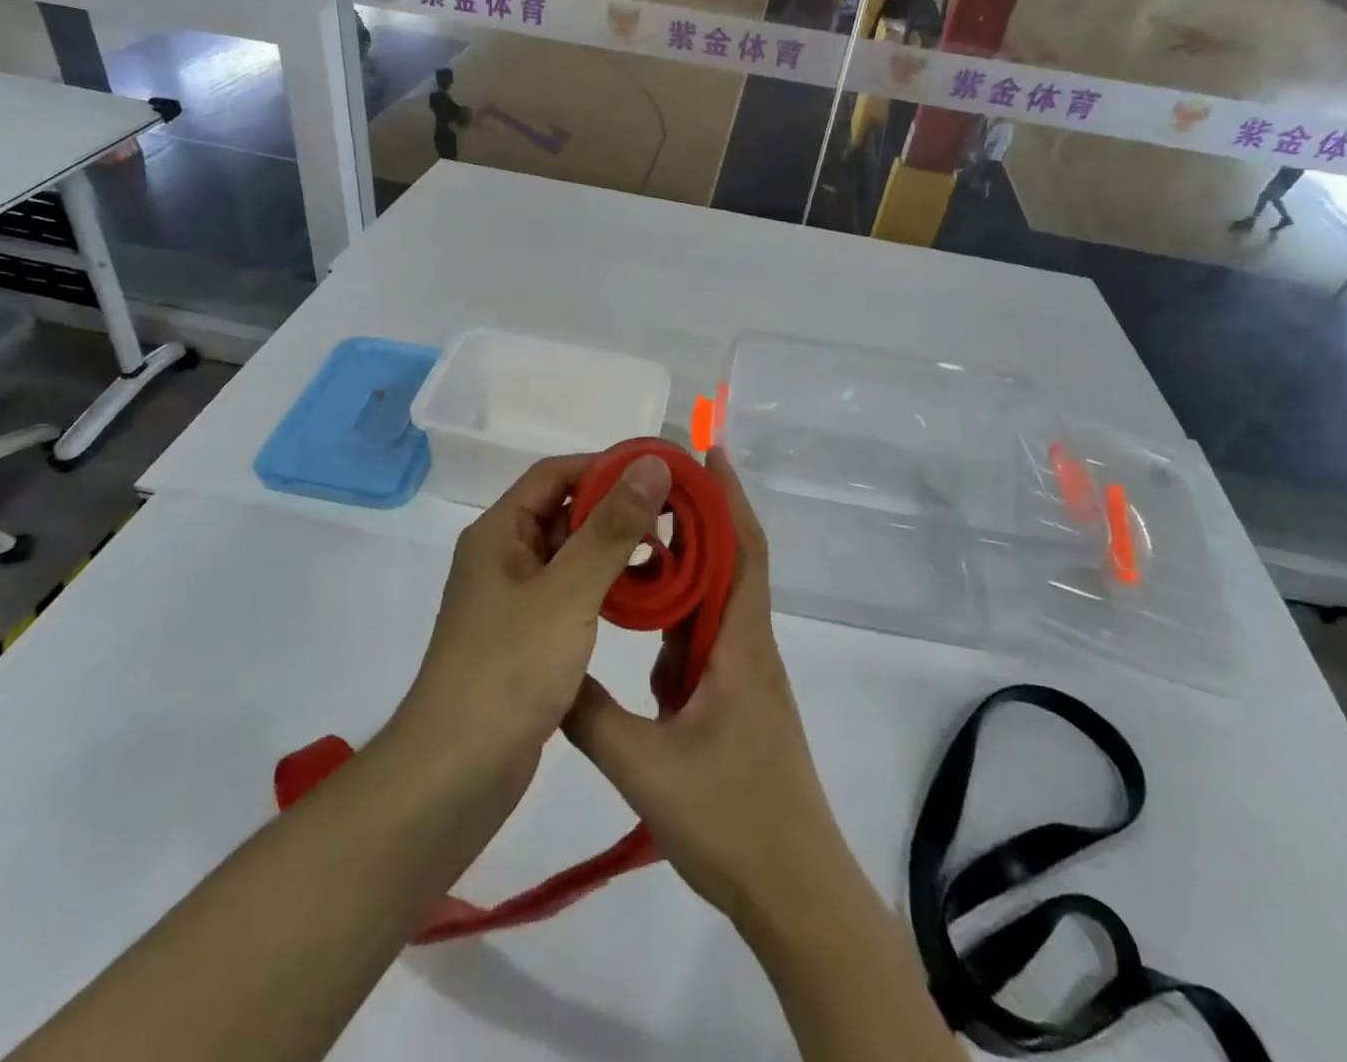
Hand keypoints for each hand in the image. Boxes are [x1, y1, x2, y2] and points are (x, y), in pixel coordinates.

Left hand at [401, 451, 672, 782]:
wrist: (456, 774)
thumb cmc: (510, 668)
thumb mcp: (568, 591)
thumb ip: (612, 527)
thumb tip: (651, 465)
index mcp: (499, 533)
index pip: (555, 474)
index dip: (605, 466)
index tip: (658, 473)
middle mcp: (502, 557)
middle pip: (563, 512)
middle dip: (616, 508)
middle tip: (674, 515)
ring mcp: (513, 599)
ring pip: (570, 555)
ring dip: (613, 549)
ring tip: (668, 553)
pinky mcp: (526, 636)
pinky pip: (570, 593)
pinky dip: (604, 586)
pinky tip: (642, 596)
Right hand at [563, 448, 850, 927]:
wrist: (795, 894)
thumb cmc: (731, 820)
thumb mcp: (643, 766)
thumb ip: (590, 714)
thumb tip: (550, 666)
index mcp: (740, 644)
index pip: (742, 549)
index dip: (728, 496)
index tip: (706, 451)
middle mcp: (748, 647)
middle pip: (728, 564)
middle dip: (695, 520)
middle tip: (644, 490)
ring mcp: (745, 676)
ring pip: (714, 606)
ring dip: (683, 573)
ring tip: (632, 548)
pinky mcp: (736, 702)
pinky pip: (705, 644)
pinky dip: (677, 624)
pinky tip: (642, 634)